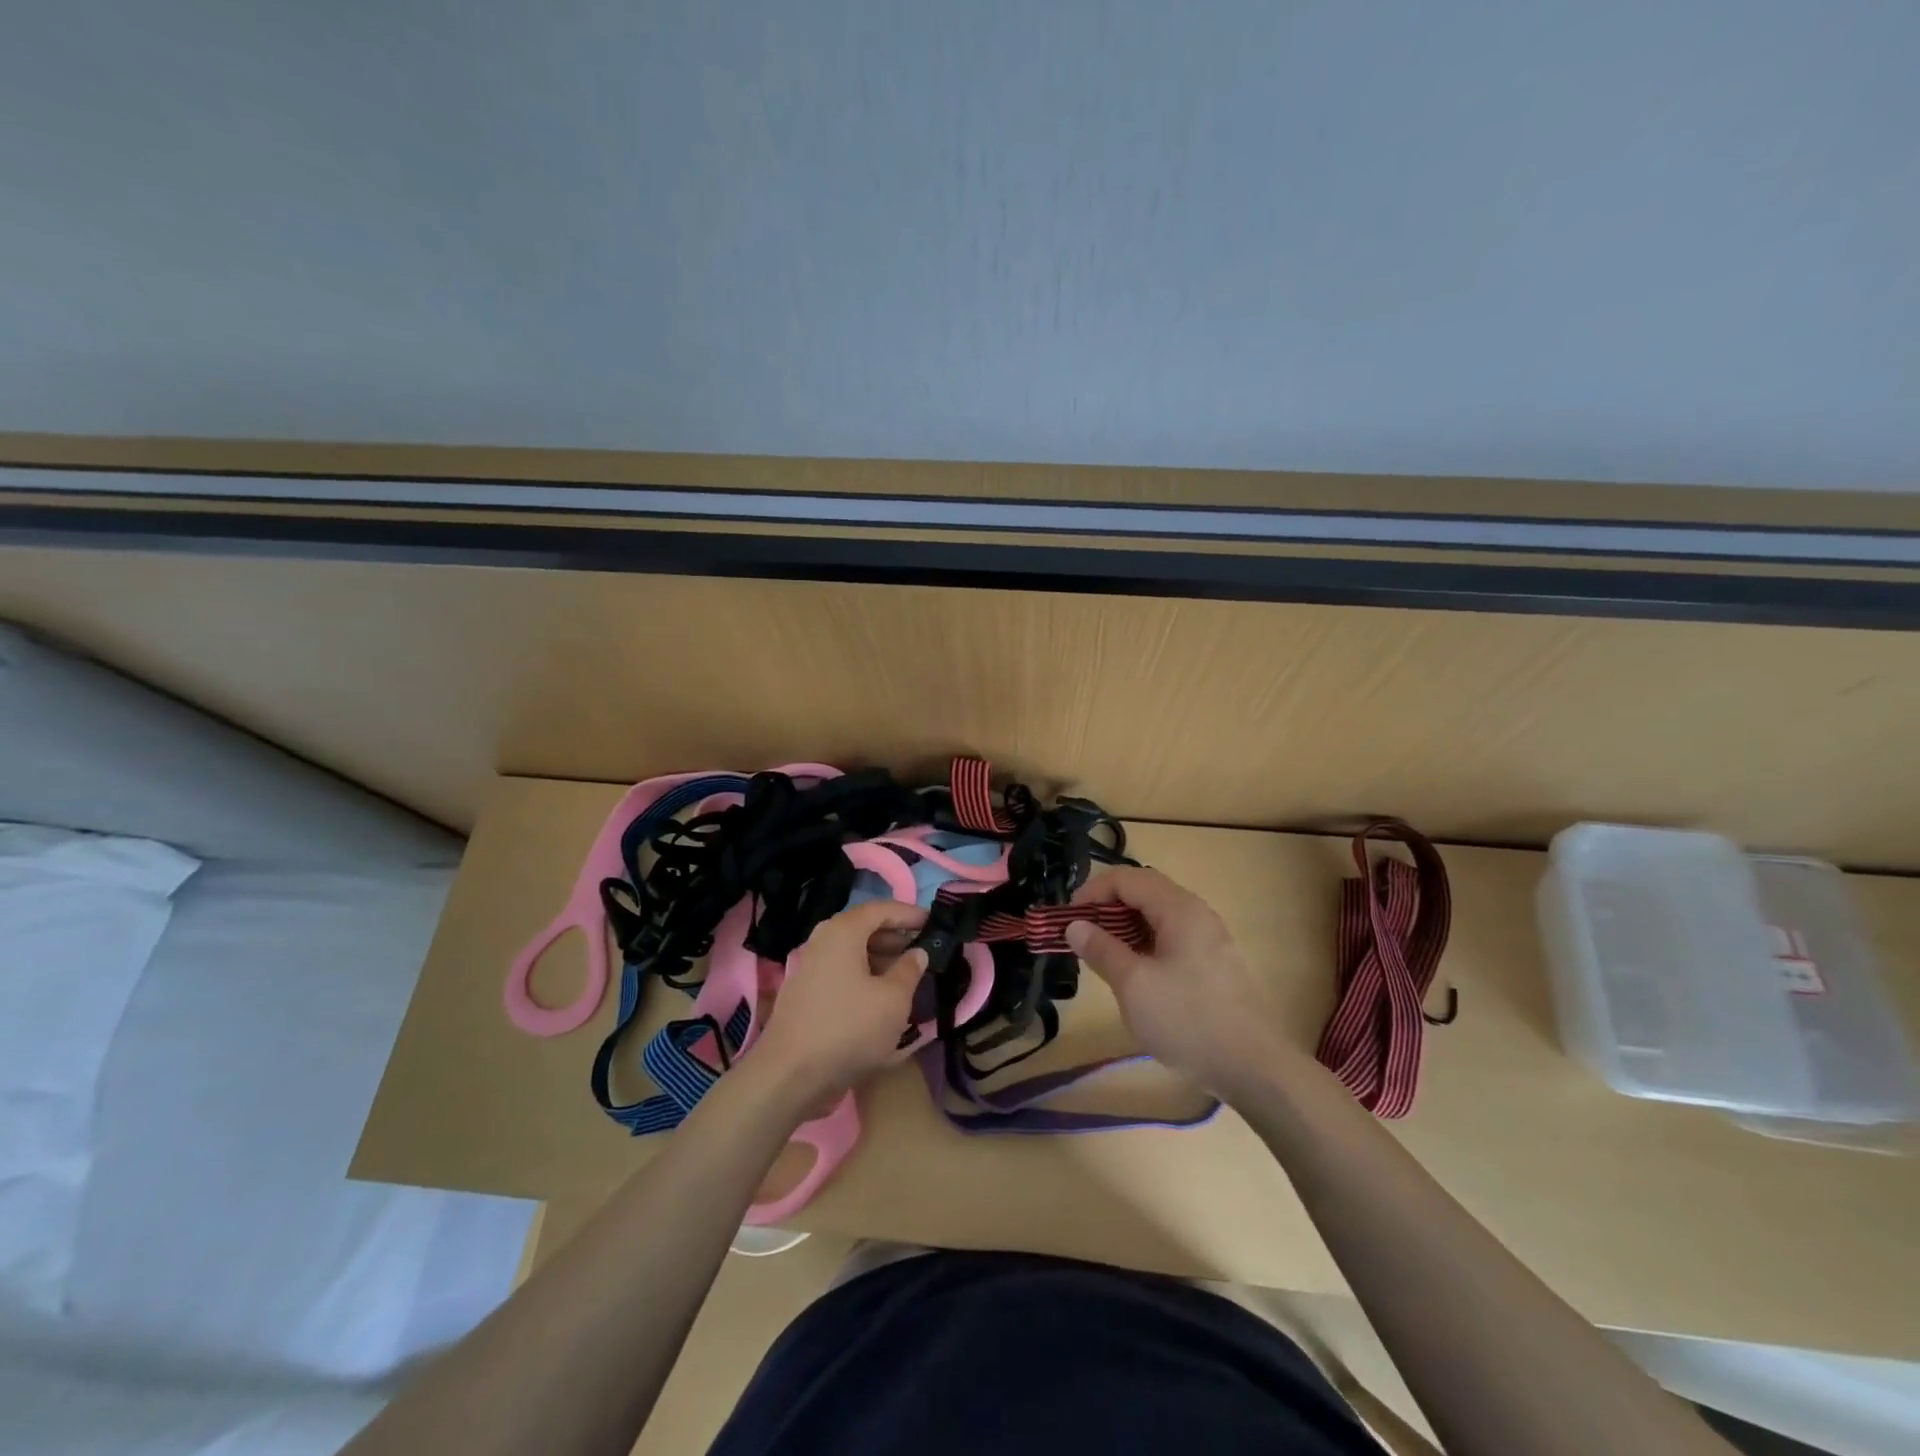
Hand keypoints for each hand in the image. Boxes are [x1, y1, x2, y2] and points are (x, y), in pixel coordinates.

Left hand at [752, 899, 928, 1104]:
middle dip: (896, 937)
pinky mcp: (806, 993)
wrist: (790, 1075)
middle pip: (865, 928)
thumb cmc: (849, 1028)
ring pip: (853, 953)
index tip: (934, 923)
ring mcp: (811, 967)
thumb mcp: (893, 1000)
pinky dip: (865, 977)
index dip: (909, 914)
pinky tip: (882, 998)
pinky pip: (842, 973)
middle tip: (924, 950)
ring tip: (909, 976)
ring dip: (882, 959)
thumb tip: (917, 953)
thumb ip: (910, 970)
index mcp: (843, 931)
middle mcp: (823, 940)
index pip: (882, 909)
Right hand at [1066, 867, 1289, 1097]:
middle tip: (1080, 935)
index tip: (1067, 919)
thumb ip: (1101, 950)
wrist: (1255, 1069)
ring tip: (1101, 954)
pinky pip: (1171, 938)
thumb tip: (1074, 925)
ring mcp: (1210, 939)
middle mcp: (1197, 913)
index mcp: (1179, 909)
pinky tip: (1133, 973)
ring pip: (1157, 917)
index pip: (1127, 879)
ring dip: (1124, 927)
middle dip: (1107, 907)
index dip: (1092, 892)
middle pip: (1144, 892)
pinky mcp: (1214, 964)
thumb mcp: (1134, 985)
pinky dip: (1144, 944)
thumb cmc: (1188, 1020)